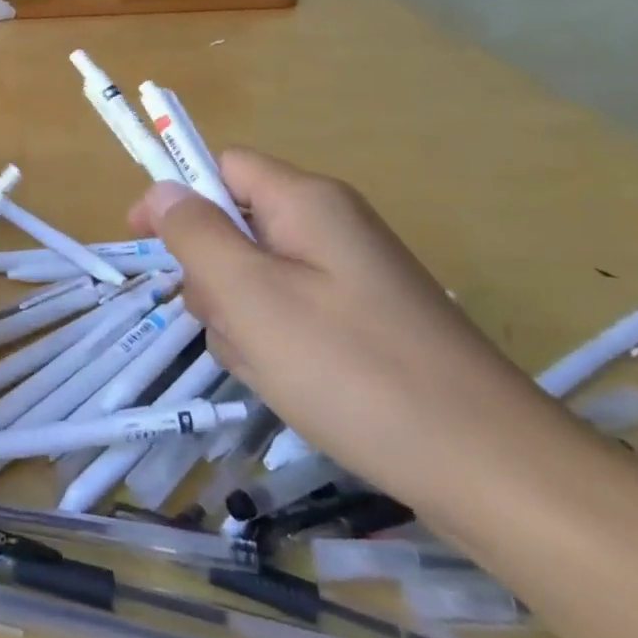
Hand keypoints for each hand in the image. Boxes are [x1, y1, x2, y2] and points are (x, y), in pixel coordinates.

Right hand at [131, 149, 568, 507]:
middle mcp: (332, 227)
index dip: (177, 194)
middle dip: (214, 275)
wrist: (494, 470)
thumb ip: (196, 234)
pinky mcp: (366, 323)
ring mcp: (352, 277)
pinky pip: (292, 314)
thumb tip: (164, 190)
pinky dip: (275, 344)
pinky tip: (292, 386)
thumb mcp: (251, 295)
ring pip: (258, 278)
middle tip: (229, 324)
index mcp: (307, 202)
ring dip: (240, 318)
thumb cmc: (352, 369)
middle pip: (238, 226)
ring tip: (267, 367)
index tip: (144, 240)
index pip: (223, 167)